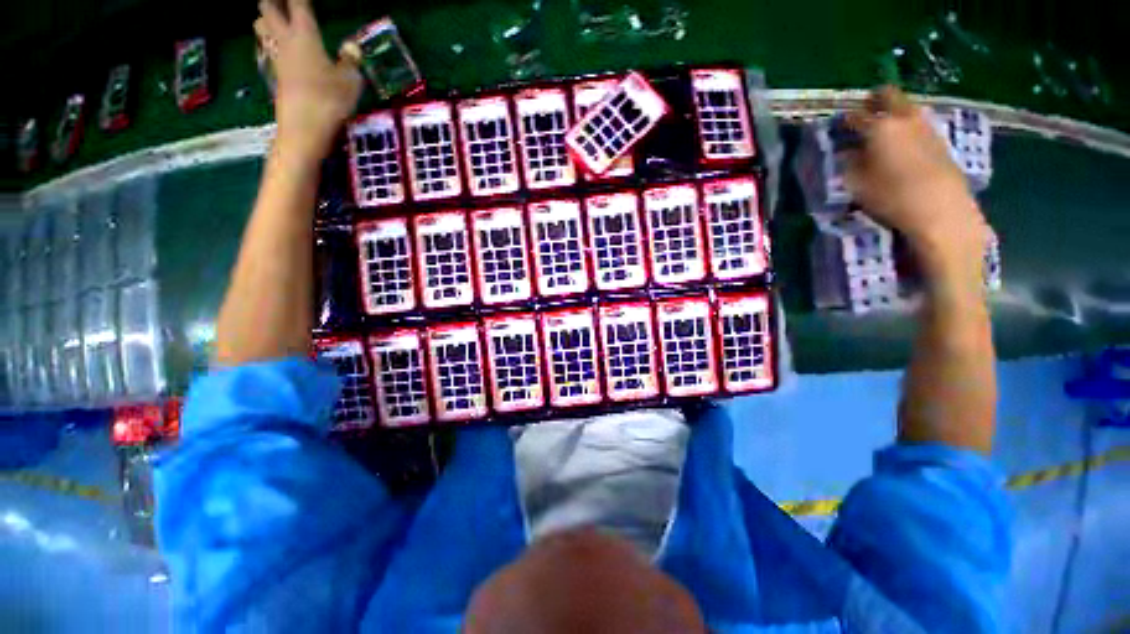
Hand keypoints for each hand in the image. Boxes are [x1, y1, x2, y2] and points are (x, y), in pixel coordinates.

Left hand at [255, 0, 362, 158]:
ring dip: (267, 18)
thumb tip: (351, 48)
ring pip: (260, 24)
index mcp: (305, 34)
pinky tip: (283, 46)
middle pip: (267, 6)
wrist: (304, 127)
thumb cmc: (329, 100)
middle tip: (286, 4)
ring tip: (279, 20)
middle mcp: (285, 39)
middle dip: (274, 1)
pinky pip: (267, 47)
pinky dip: (271, 41)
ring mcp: (276, 57)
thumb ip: (350, 61)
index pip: (298, 3)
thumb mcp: (350, 81)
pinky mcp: (274, 73)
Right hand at [843, 87, 987, 274]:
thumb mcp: (857, 184)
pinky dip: (907, 126)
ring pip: (906, 107)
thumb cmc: (891, 197)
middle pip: (888, 95)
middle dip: (873, 100)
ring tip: (882, 129)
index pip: (854, 116)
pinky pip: (918, 122)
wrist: (941, 210)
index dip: (842, 120)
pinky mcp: (940, 139)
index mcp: (879, 128)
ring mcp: (926, 126)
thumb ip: (849, 163)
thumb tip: (847, 151)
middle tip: (863, 112)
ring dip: (892, 112)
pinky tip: (902, 142)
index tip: (836, 127)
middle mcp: (904, 119)